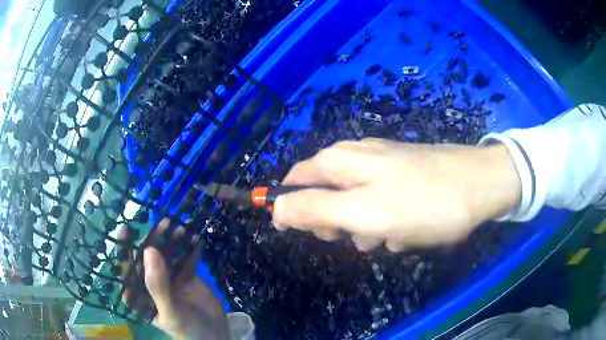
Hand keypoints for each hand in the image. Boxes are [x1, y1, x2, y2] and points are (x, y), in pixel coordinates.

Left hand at [118, 219, 229, 339]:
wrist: (216, 335)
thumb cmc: (187, 329)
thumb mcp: (170, 311)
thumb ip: (158, 285)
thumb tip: (149, 250)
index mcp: (140, 295)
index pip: (127, 270)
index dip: (124, 249)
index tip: (126, 228)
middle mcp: (151, 284)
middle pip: (148, 258)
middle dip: (155, 240)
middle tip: (164, 223)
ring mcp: (169, 278)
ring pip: (167, 255)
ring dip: (173, 240)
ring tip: (180, 227)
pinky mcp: (185, 276)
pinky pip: (185, 259)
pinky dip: (190, 248)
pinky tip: (194, 238)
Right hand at [273, 138, 520, 251]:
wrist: (480, 186)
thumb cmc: (422, 203)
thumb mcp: (363, 213)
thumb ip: (314, 209)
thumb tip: (275, 207)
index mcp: (339, 161)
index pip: (294, 182)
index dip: (293, 209)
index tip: (313, 234)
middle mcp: (356, 157)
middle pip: (325, 195)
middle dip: (337, 222)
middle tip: (360, 235)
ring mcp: (382, 166)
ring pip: (355, 205)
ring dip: (366, 227)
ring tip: (392, 236)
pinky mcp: (403, 177)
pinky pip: (381, 205)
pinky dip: (388, 221)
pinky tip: (409, 228)